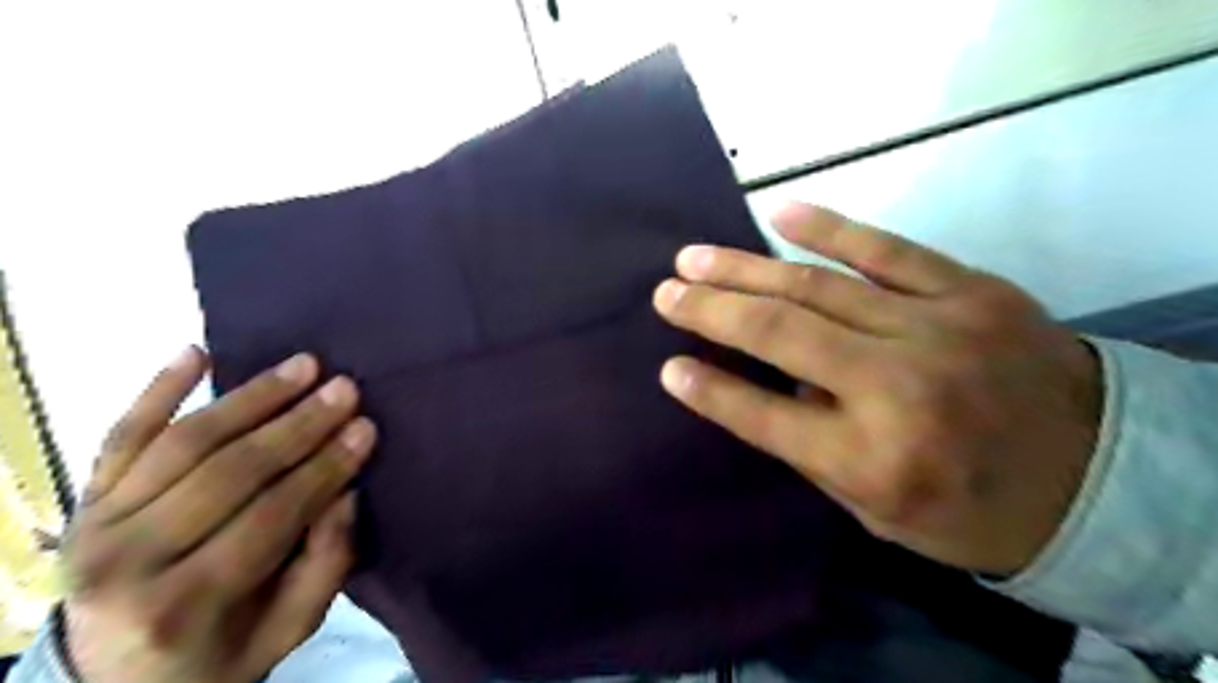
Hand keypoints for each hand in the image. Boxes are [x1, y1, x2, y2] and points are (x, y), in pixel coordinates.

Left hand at [62, 350, 373, 679]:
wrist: (115, 680)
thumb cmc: (220, 654)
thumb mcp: (290, 628)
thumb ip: (325, 563)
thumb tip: (345, 490)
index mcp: (184, 603)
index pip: (271, 514)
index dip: (324, 467)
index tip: (366, 427)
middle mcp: (127, 560)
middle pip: (229, 471)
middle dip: (298, 425)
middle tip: (345, 388)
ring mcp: (96, 524)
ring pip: (183, 442)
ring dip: (252, 397)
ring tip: (303, 366)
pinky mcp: (84, 501)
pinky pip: (120, 436)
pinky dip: (157, 390)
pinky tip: (196, 353)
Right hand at [656, 202, 1106, 576]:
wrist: (1097, 474)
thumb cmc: (970, 508)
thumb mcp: (879, 510)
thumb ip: (815, 449)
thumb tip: (767, 387)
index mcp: (874, 460)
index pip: (764, 417)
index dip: (709, 391)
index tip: (668, 366)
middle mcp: (897, 389)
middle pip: (781, 336)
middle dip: (711, 311)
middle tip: (665, 292)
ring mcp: (936, 329)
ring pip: (816, 287)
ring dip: (745, 269)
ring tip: (694, 258)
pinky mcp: (969, 290)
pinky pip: (887, 249)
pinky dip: (829, 229)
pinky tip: (780, 214)